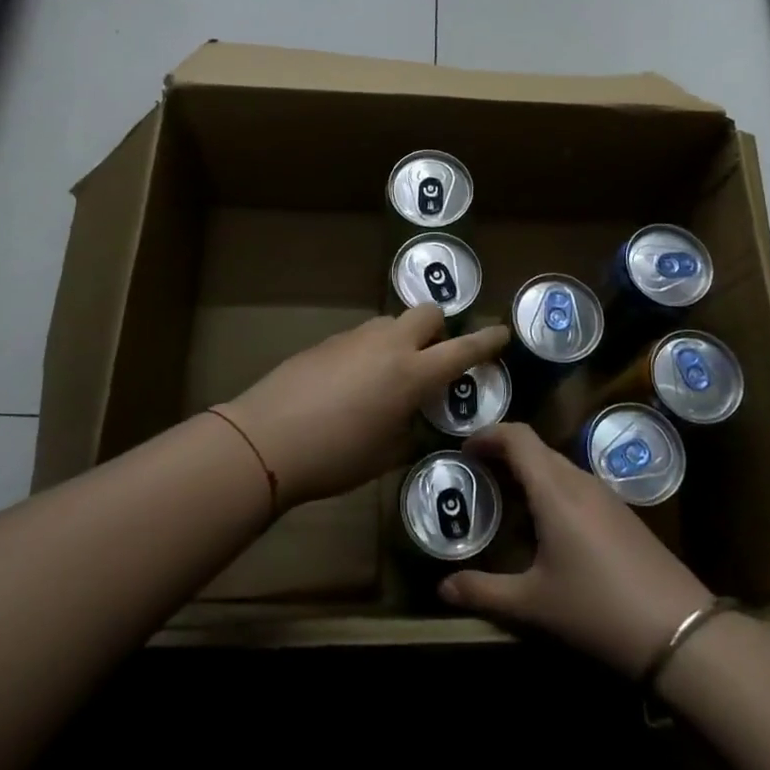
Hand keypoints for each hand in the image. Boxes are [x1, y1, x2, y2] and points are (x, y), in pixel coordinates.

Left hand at [220, 306, 508, 510]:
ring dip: (402, 338)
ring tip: (390, 375)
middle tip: (433, 358)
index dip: (487, 341)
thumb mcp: (386, 455)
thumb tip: (413, 418)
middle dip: (439, 328)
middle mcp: (389, 345)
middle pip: (427, 313)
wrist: (267, 438)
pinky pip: (363, 337)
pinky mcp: (328, 341)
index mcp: (413, 374)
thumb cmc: (336, 456)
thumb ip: (410, 429)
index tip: (502, 331)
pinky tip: (353, 383)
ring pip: (392, 322)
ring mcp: (355, 338)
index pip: (462, 349)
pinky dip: (371, 351)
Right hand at [439, 422, 712, 677]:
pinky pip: (577, 485)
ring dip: (529, 472)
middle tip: (476, 476)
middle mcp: (580, 481)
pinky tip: (546, 527)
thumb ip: (483, 592)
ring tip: (505, 500)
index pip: (517, 437)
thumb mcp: (533, 605)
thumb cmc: (597, 609)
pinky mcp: (623, 514)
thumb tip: (442, 589)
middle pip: (536, 449)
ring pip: (558, 467)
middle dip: (503, 454)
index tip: (464, 450)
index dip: (488, 435)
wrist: (680, 631)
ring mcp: (606, 496)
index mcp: (555, 490)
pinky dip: (551, 489)